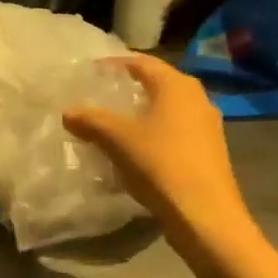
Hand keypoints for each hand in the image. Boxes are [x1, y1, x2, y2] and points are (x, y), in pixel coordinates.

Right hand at [64, 56, 248, 243]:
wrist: (205, 215)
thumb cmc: (161, 164)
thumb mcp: (117, 139)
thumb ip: (91, 121)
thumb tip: (68, 113)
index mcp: (177, 86)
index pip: (142, 62)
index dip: (114, 64)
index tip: (91, 71)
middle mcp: (197, 99)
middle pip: (157, 85)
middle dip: (128, 89)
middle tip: (100, 96)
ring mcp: (207, 128)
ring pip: (166, 111)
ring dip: (140, 115)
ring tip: (112, 125)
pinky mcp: (208, 153)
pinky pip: (174, 133)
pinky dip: (152, 135)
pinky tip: (134, 151)